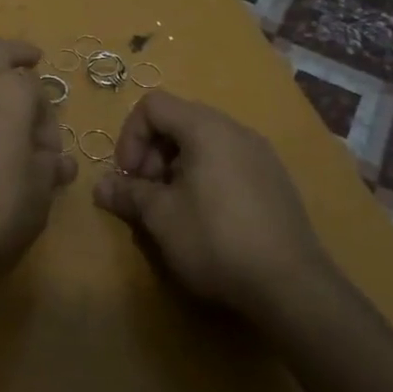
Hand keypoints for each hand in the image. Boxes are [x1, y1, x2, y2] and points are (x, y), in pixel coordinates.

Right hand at [94, 91, 349, 328]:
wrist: (292, 286)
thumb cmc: (216, 240)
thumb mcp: (161, 217)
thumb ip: (128, 193)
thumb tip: (100, 186)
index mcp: (206, 127)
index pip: (153, 105)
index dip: (130, 136)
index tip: (130, 176)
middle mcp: (235, 129)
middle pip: (178, 121)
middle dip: (152, 153)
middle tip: (147, 194)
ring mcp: (260, 154)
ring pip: (204, 143)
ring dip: (176, 167)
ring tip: (173, 209)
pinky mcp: (275, 180)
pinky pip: (228, 161)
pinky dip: (205, 177)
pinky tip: (206, 219)